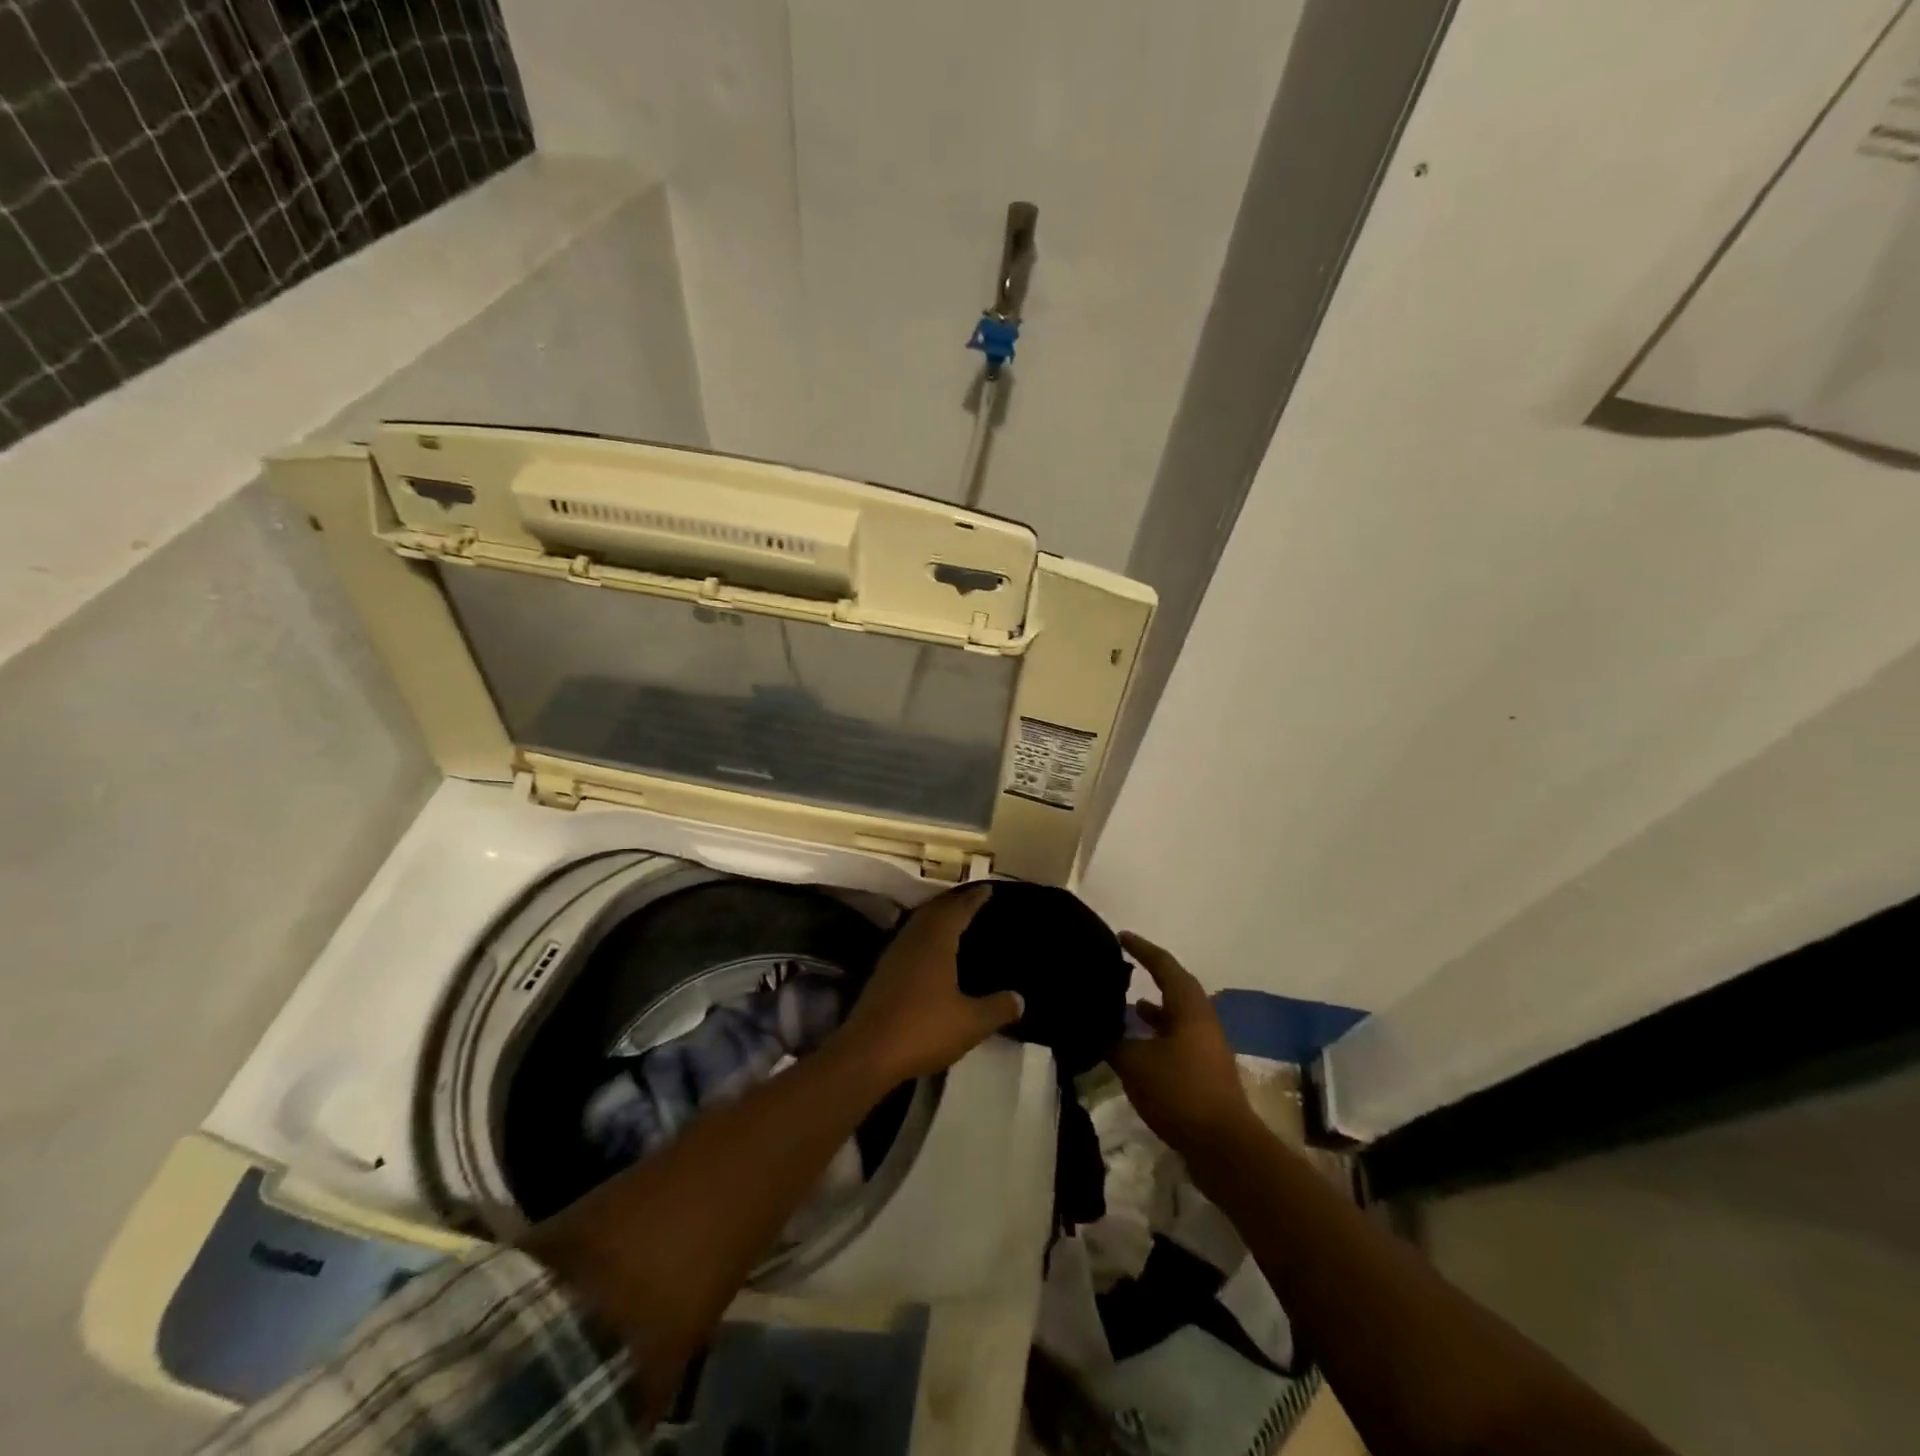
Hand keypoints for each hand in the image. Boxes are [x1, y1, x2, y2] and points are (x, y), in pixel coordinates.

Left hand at [832, 886, 1023, 1085]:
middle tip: (972, 898)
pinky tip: (929, 950)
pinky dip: (923, 934)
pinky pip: (909, 940)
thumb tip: (1020, 998)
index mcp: (936, 942)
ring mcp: (894, 955)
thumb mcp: (971, 1023)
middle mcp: (913, 940)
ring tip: (953, 918)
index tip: (988, 889)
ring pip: (918, 923)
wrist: (868, 1053)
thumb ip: (997, 1008)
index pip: (958, 910)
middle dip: (954, 901)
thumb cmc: (924, 1029)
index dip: (974, 899)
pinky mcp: (882, 973)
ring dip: (936, 915)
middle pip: (935, 910)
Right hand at [1107, 932, 1255, 1155]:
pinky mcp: (1205, 1072)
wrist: (1224, 1146)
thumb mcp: (1135, 1063)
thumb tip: (1097, 1028)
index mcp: (1189, 1007)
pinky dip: (1155, 1036)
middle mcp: (1202, 1019)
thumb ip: (1114, 1041)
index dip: (1141, 949)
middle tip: (1120, 968)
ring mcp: (1206, 1047)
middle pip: (1174, 987)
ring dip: (1152, 1010)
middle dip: (1148, 976)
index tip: (1121, 936)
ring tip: (1122, 1006)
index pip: (1163, 965)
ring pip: (1175, 1016)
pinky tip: (1135, 1048)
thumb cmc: (1180, 1091)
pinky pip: (1176, 1040)